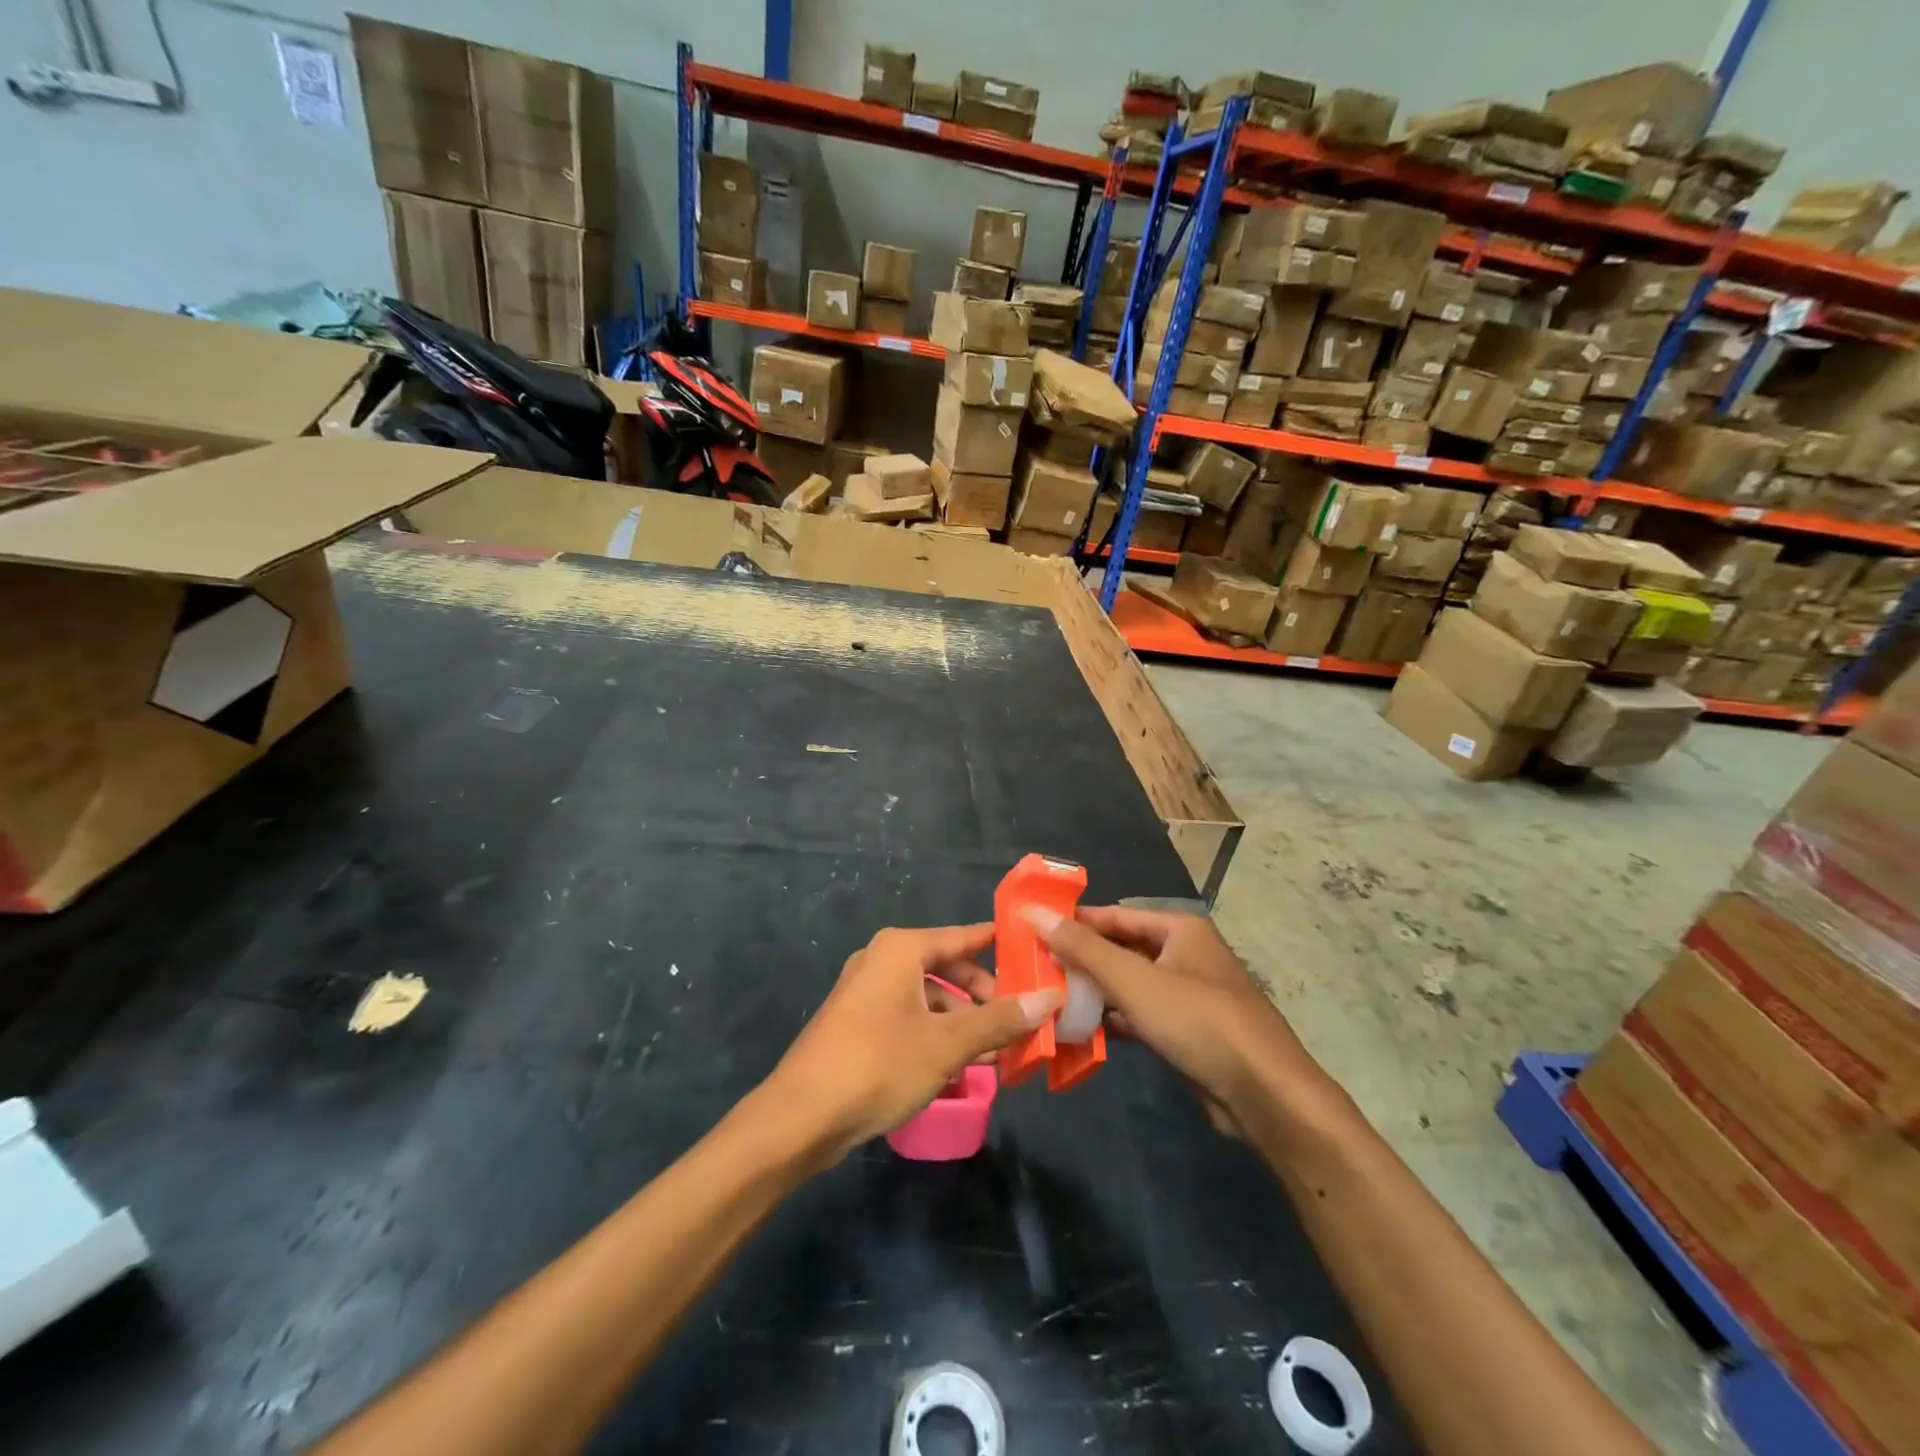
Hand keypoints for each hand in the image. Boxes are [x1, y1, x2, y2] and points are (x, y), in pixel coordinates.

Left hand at [767, 924, 1062, 1161]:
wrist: (800, 1117)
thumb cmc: (878, 1064)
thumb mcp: (947, 1044)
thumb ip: (999, 1020)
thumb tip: (1050, 997)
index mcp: (901, 950)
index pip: (963, 937)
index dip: (1000, 945)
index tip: (1035, 953)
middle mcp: (882, 961)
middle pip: (948, 969)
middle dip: (984, 997)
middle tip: (1021, 1022)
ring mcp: (866, 994)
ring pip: (929, 999)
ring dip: (963, 1023)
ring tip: (998, 1055)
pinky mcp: (857, 1026)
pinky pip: (909, 1019)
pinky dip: (937, 1036)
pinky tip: (960, 1069)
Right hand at [1023, 905, 1332, 1133]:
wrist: (1265, 1095)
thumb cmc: (1198, 1021)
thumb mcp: (1134, 980)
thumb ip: (1083, 948)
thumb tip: (1034, 912)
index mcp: (1179, 929)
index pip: (1114, 915)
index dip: (1075, 922)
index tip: (1032, 932)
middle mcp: (1185, 954)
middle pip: (1122, 949)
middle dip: (1082, 960)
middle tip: (1036, 970)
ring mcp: (1189, 994)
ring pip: (1130, 984)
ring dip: (1095, 992)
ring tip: (1050, 1000)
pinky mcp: (1189, 1030)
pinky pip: (1142, 1015)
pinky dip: (1115, 1019)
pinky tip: (1084, 1031)